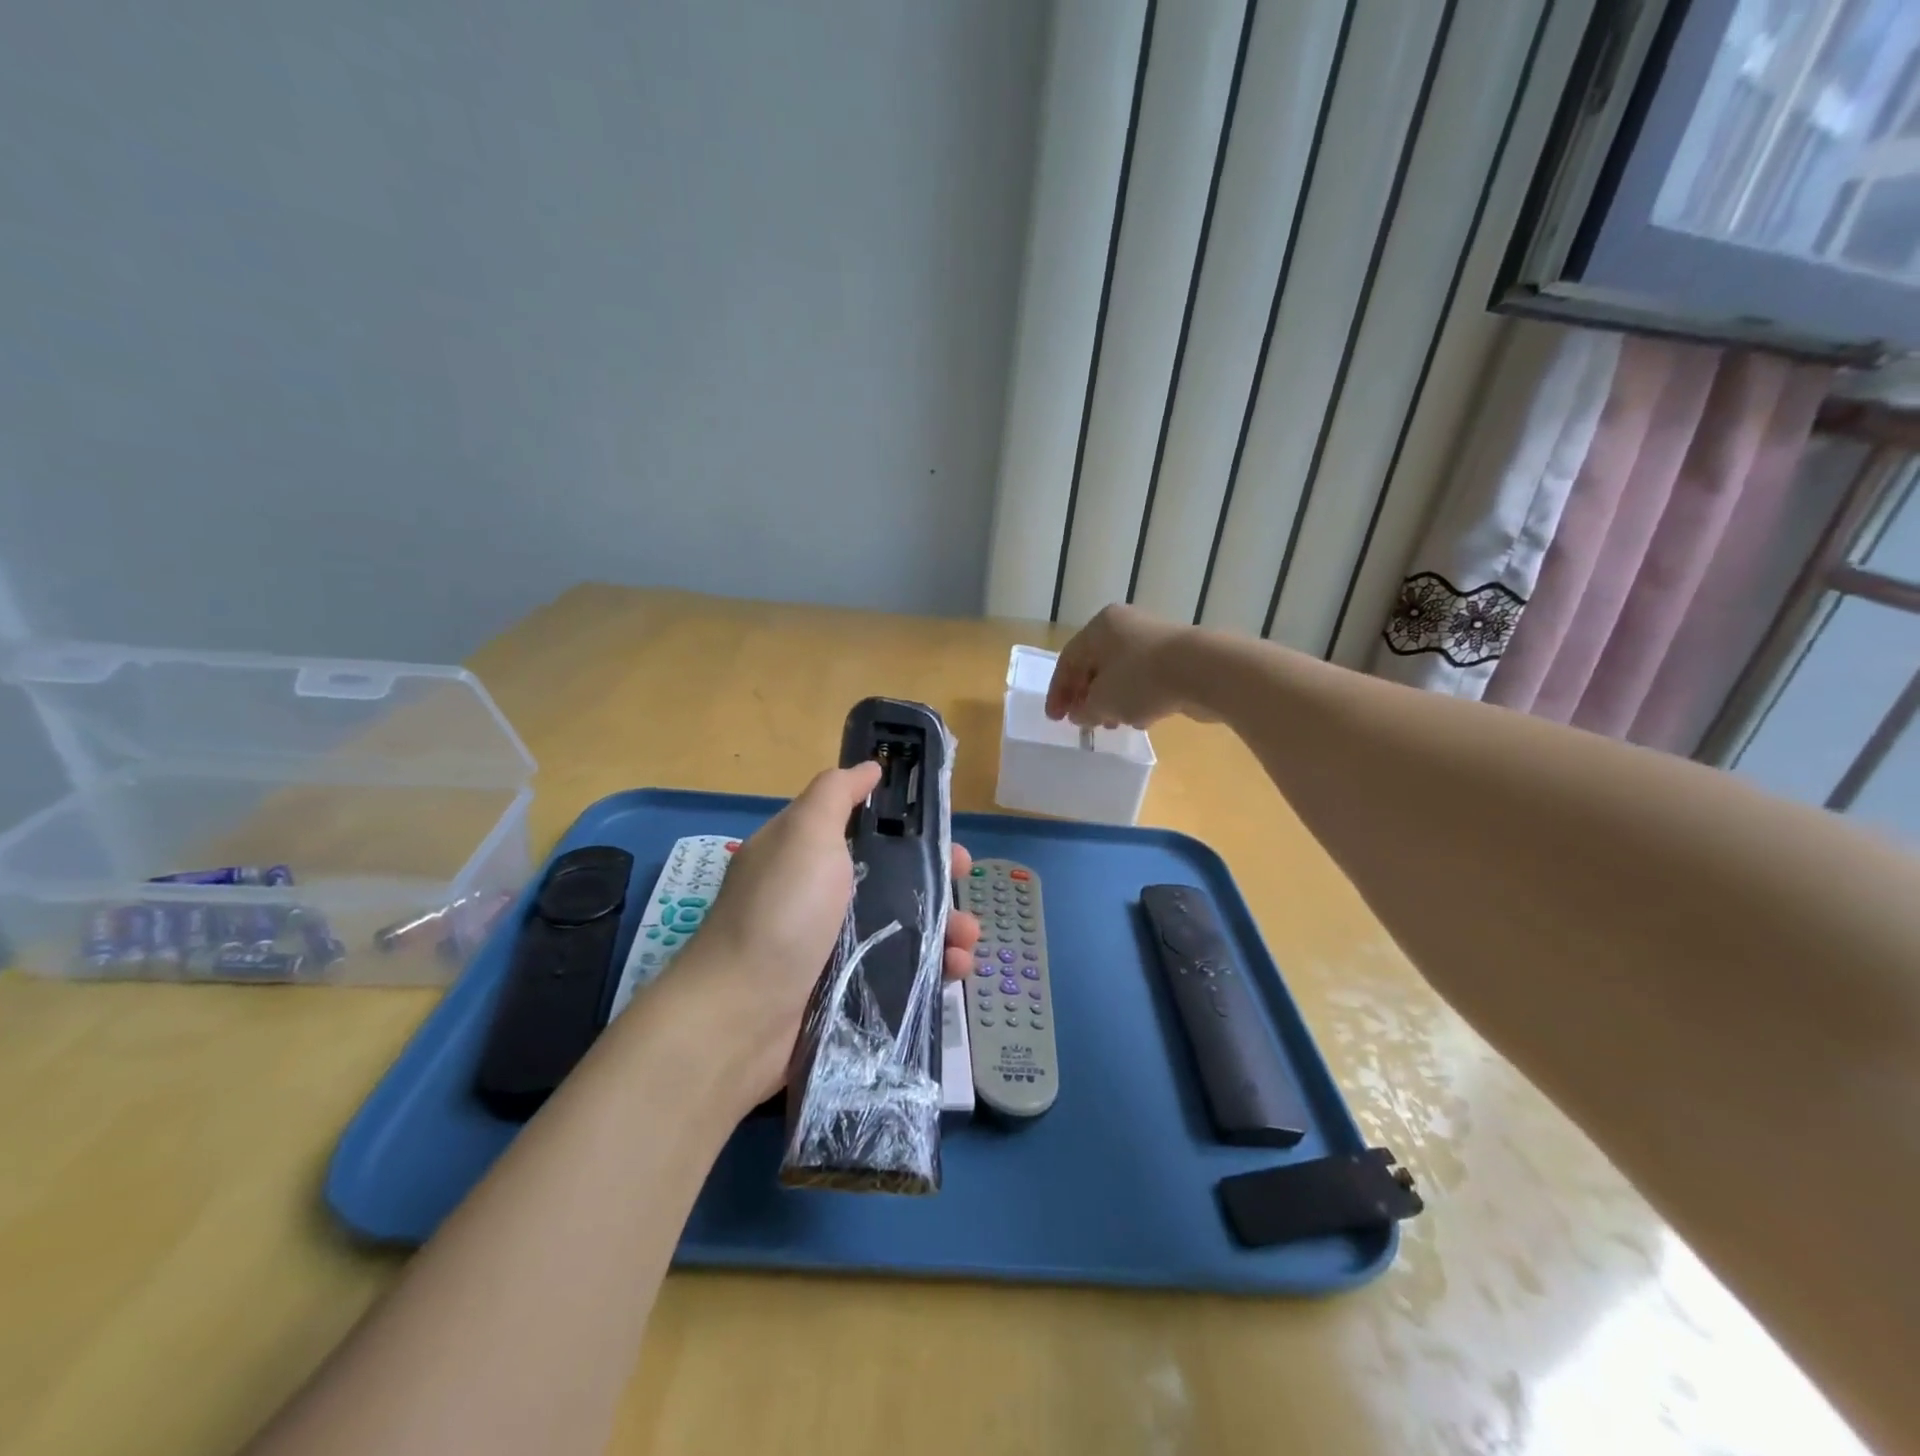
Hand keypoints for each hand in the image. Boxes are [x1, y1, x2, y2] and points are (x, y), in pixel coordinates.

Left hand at [658, 762, 980, 1105]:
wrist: (741, 1019)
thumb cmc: (780, 913)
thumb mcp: (805, 834)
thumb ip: (836, 793)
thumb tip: (869, 767)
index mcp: (810, 854)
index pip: (868, 830)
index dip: (908, 828)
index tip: (943, 834)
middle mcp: (823, 897)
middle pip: (894, 879)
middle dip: (936, 878)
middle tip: (963, 883)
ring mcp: (837, 948)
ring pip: (906, 927)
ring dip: (946, 927)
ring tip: (967, 939)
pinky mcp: (850, 993)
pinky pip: (904, 973)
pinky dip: (935, 969)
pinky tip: (956, 970)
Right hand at [1045, 603, 1203, 728]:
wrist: (1205, 671)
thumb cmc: (1142, 679)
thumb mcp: (1103, 701)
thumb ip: (1084, 709)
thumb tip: (1080, 714)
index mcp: (1100, 627)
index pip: (1068, 660)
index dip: (1058, 692)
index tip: (1055, 720)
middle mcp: (1124, 626)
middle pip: (1095, 664)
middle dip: (1086, 696)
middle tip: (1081, 722)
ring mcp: (1153, 639)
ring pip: (1121, 673)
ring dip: (1111, 700)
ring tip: (1110, 725)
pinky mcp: (1177, 657)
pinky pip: (1145, 679)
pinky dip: (1135, 698)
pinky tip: (1139, 719)